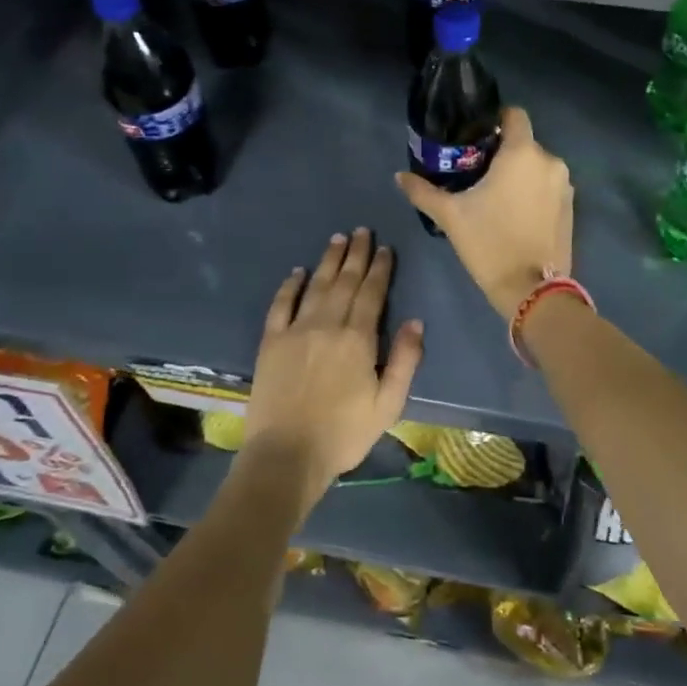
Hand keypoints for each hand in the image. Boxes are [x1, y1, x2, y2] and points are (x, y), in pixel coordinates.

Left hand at [241, 228, 423, 497]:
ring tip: (338, 239)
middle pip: (345, 281)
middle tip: (363, 231)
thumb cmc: (344, 433)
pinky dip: (290, 285)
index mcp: (358, 338)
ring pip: (316, 285)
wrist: (287, 454)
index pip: (372, 293)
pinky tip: (298, 271)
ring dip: (329, 261)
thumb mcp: (388, 404)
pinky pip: (281, 304)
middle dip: (357, 254)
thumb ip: (404, 361)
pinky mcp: (271, 341)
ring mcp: (296, 330)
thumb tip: (415, 322)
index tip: (386, 248)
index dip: (380, 268)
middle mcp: (328, 324)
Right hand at [396, 107, 572, 319]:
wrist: (532, 290)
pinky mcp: (570, 208)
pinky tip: (513, 213)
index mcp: (523, 153)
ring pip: (536, 167)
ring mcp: (564, 186)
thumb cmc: (489, 243)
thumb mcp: (450, 216)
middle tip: (475, 172)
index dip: (495, 120)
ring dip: (518, 174)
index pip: (514, 115)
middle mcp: (550, 162)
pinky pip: (547, 187)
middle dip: (502, 153)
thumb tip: (399, 176)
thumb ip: (423, 191)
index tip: (474, 138)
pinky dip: (532, 192)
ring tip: (493, 195)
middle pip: (523, 143)